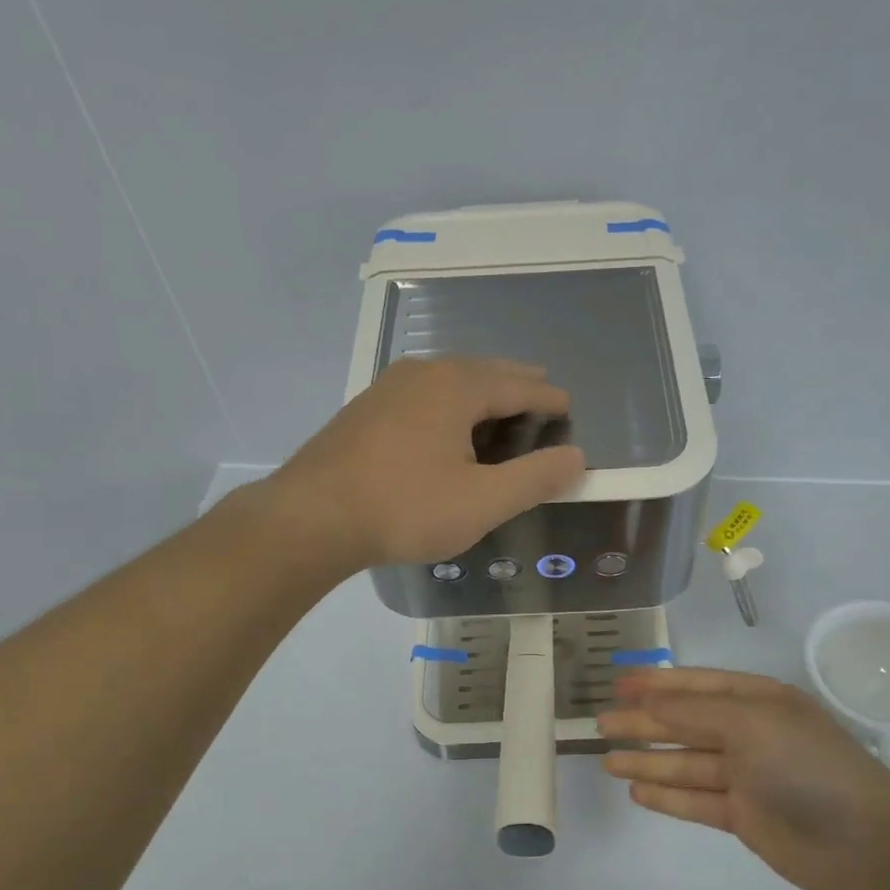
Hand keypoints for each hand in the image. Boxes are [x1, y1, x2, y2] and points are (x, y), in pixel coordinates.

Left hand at [268, 357, 586, 571]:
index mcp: (457, 386)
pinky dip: (449, 404)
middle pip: (484, 371)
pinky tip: (445, 426)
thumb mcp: (483, 501)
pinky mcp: (365, 410)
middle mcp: (423, 373)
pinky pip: (423, 395)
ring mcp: (388, 388)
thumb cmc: (405, 508)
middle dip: (516, 383)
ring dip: (480, 390)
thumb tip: (577, 458)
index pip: (518, 385)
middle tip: (540, 391)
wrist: (312, 518)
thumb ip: (535, 478)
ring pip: (449, 380)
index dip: (547, 397)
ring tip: (498, 406)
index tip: (568, 406)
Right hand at [596, 668, 889, 889]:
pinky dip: (667, 795)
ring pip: (686, 763)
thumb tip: (647, 701)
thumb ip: (694, 714)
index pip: (696, 686)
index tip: (618, 683)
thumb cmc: (806, 765)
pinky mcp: (742, 816)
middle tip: (600, 724)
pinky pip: (695, 800)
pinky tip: (637, 791)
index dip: (656, 683)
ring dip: (648, 760)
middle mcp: (749, 733)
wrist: (865, 842)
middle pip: (685, 724)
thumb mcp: (750, 725)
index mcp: (757, 701)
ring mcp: (746, 777)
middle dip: (644, 723)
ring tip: (607, 760)